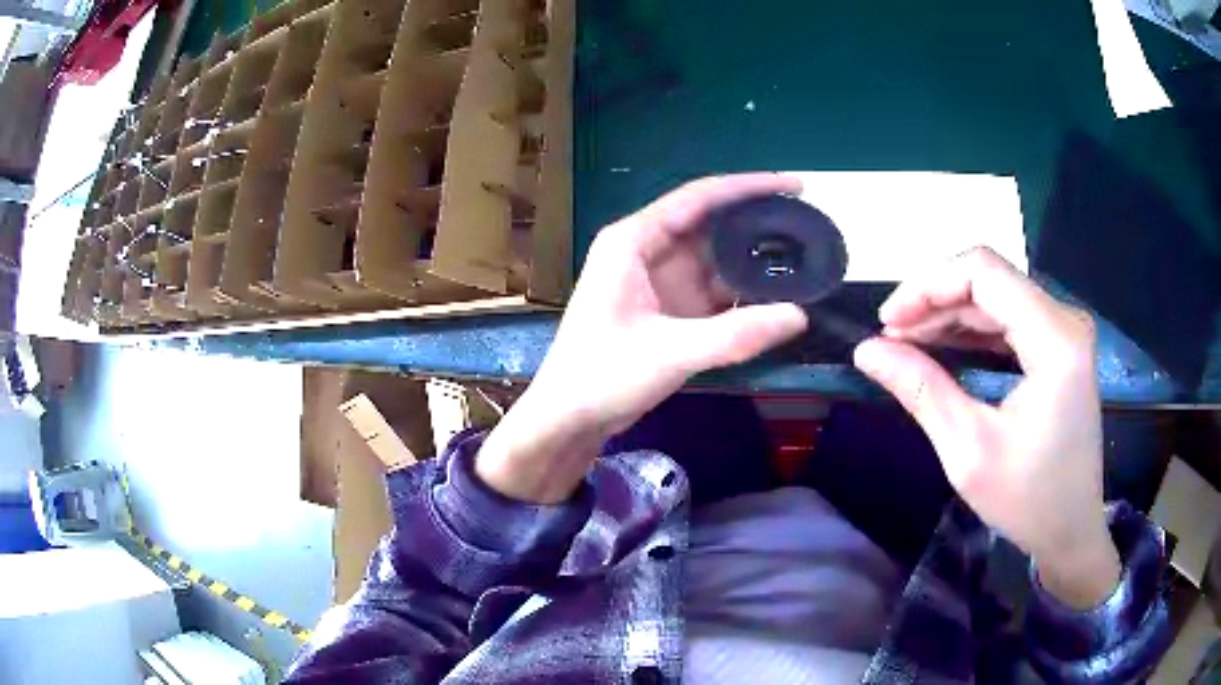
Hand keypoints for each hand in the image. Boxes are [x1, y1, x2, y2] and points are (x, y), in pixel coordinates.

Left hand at [477, 174, 808, 503]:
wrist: (568, 419)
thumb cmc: (601, 376)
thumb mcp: (669, 353)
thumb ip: (735, 335)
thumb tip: (799, 316)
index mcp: (634, 240)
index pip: (699, 198)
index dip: (749, 187)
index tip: (795, 186)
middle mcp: (648, 251)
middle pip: (712, 224)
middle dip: (758, 224)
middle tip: (809, 228)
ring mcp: (659, 281)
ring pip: (716, 259)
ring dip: (755, 261)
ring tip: (805, 259)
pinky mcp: (668, 309)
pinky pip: (714, 291)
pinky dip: (743, 293)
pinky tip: (777, 297)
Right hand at [852, 247, 1119, 608]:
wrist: (1071, 530)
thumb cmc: (1028, 500)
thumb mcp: (968, 451)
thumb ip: (921, 391)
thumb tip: (866, 351)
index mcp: (1055, 338)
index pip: (983, 272)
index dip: (928, 285)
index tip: (887, 321)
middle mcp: (1065, 319)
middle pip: (990, 279)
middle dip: (934, 300)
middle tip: (890, 337)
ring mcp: (1065, 331)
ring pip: (996, 296)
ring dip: (949, 314)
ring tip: (906, 342)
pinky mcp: (1060, 346)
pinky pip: (1009, 318)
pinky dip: (971, 329)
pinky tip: (942, 347)